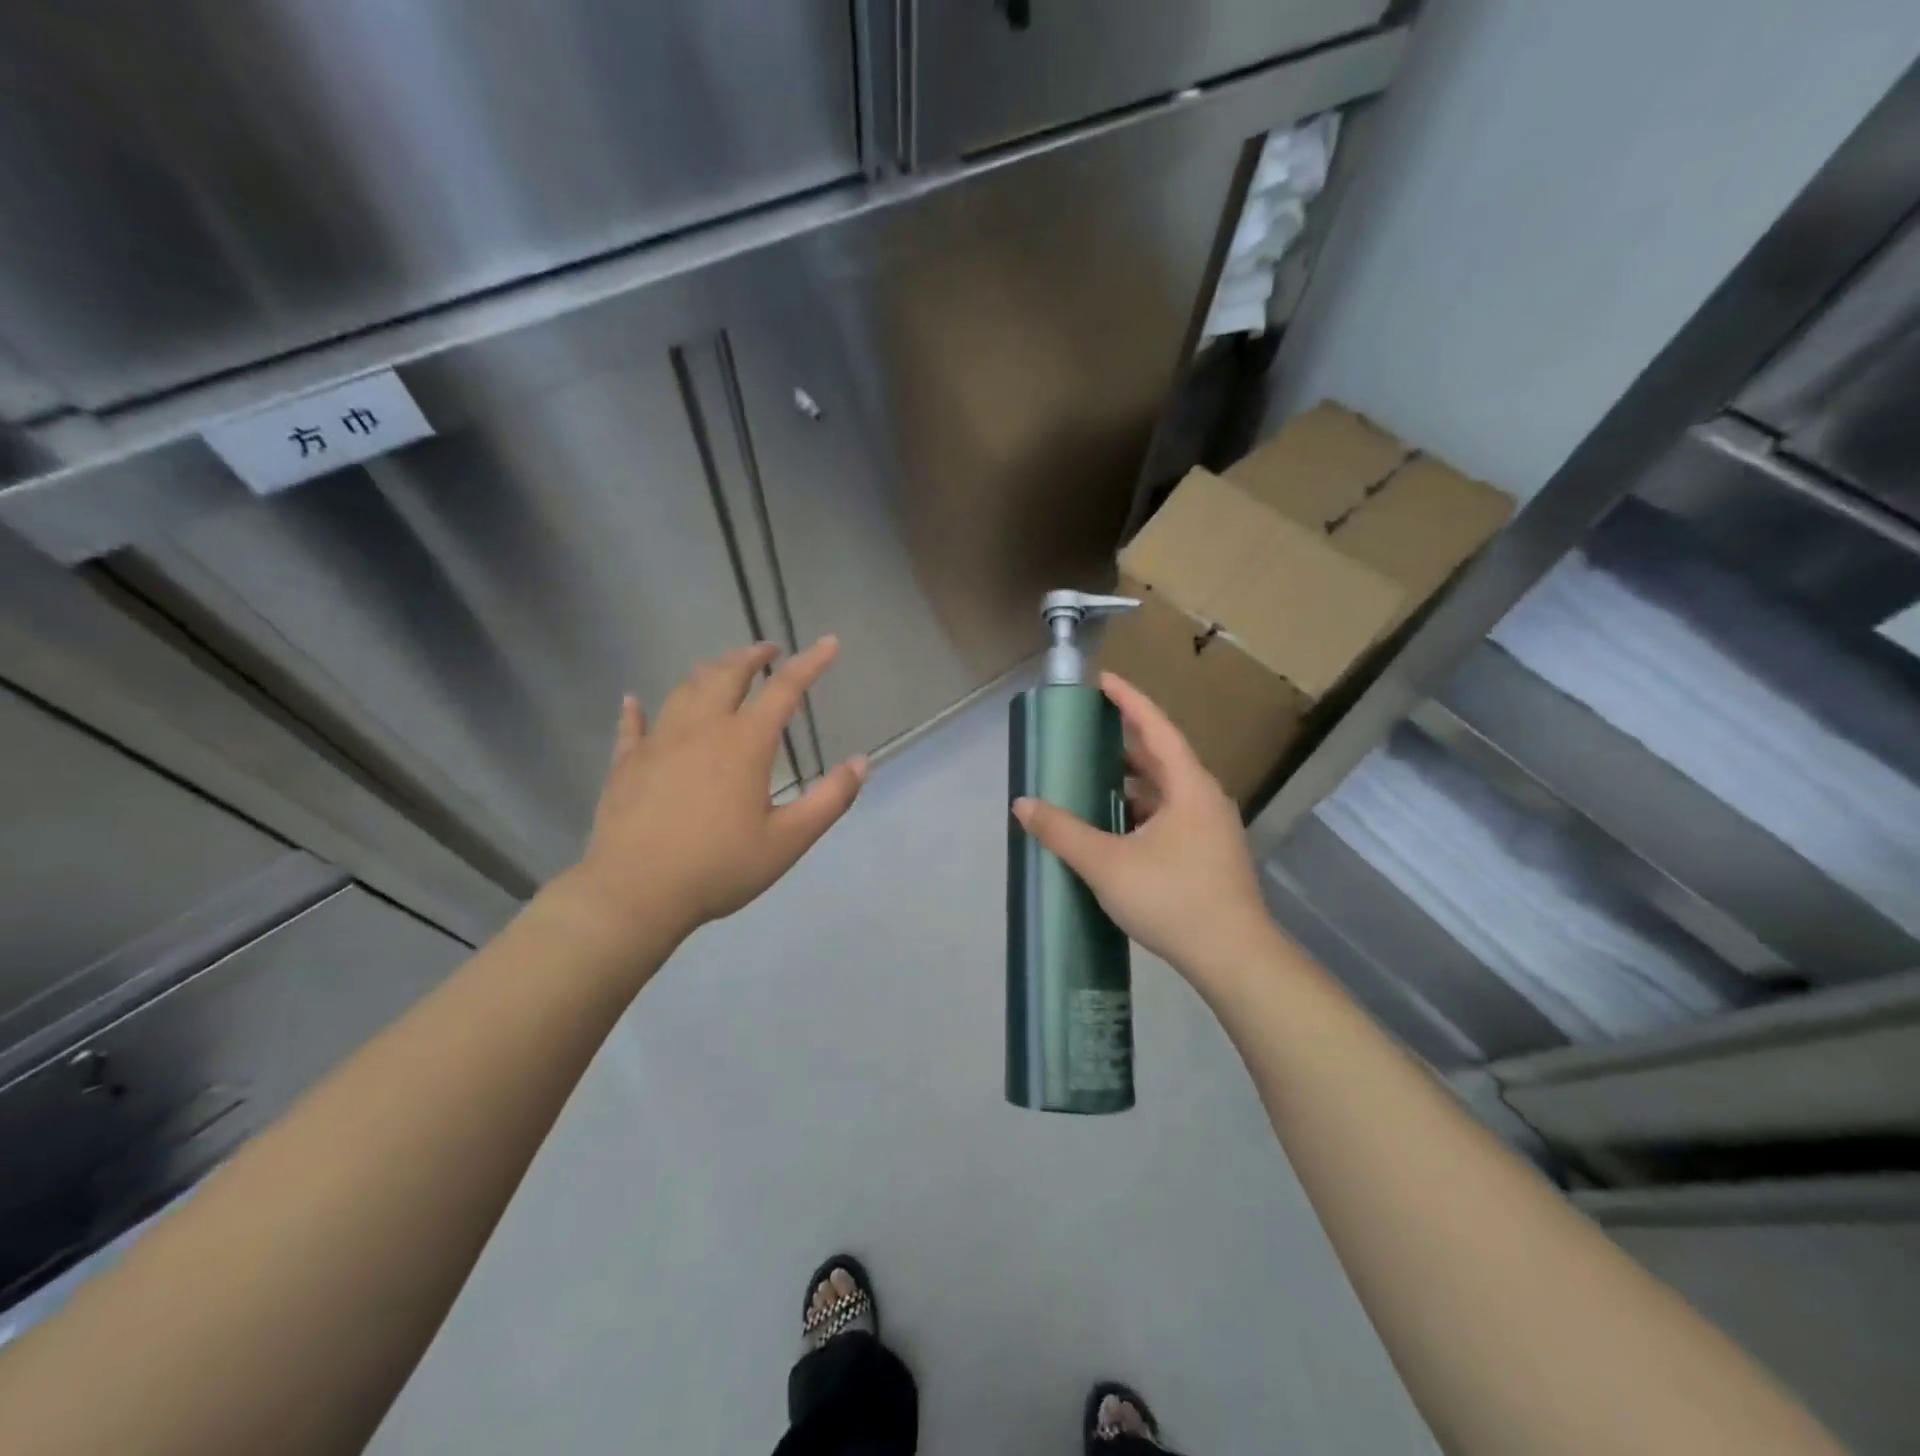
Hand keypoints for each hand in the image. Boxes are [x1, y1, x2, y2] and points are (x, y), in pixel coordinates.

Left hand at [553, 637, 866, 949]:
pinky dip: (637, 709)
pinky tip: (634, 701)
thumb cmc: (719, 867)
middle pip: (727, 675)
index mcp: (745, 743)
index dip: (811, 663)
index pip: (785, 689)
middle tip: (768, 650)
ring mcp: (658, 742)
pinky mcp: (626, 762)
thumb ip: (830, 799)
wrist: (634, 894)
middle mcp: (701, 728)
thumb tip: (861, 763)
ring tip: (722, 668)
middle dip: (752, 656)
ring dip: (708, 671)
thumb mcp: (788, 840)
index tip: (829, 643)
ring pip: (684, 690)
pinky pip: (632, 725)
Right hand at [1012, 672, 1279, 986]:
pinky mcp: (1209, 855)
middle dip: (1125, 740)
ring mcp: (1210, 829)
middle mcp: (1204, 799)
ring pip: (1166, 791)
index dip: (1128, 700)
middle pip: (1162, 757)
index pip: (1155, 727)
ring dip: (1132, 780)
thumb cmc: (1173, 899)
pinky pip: (1170, 816)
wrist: (1235, 959)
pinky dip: (1140, 810)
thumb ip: (1062, 832)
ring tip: (1094, 777)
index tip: (1102, 680)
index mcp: (1188, 787)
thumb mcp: (1107, 864)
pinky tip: (1115, 827)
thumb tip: (1023, 805)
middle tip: (1088, 730)